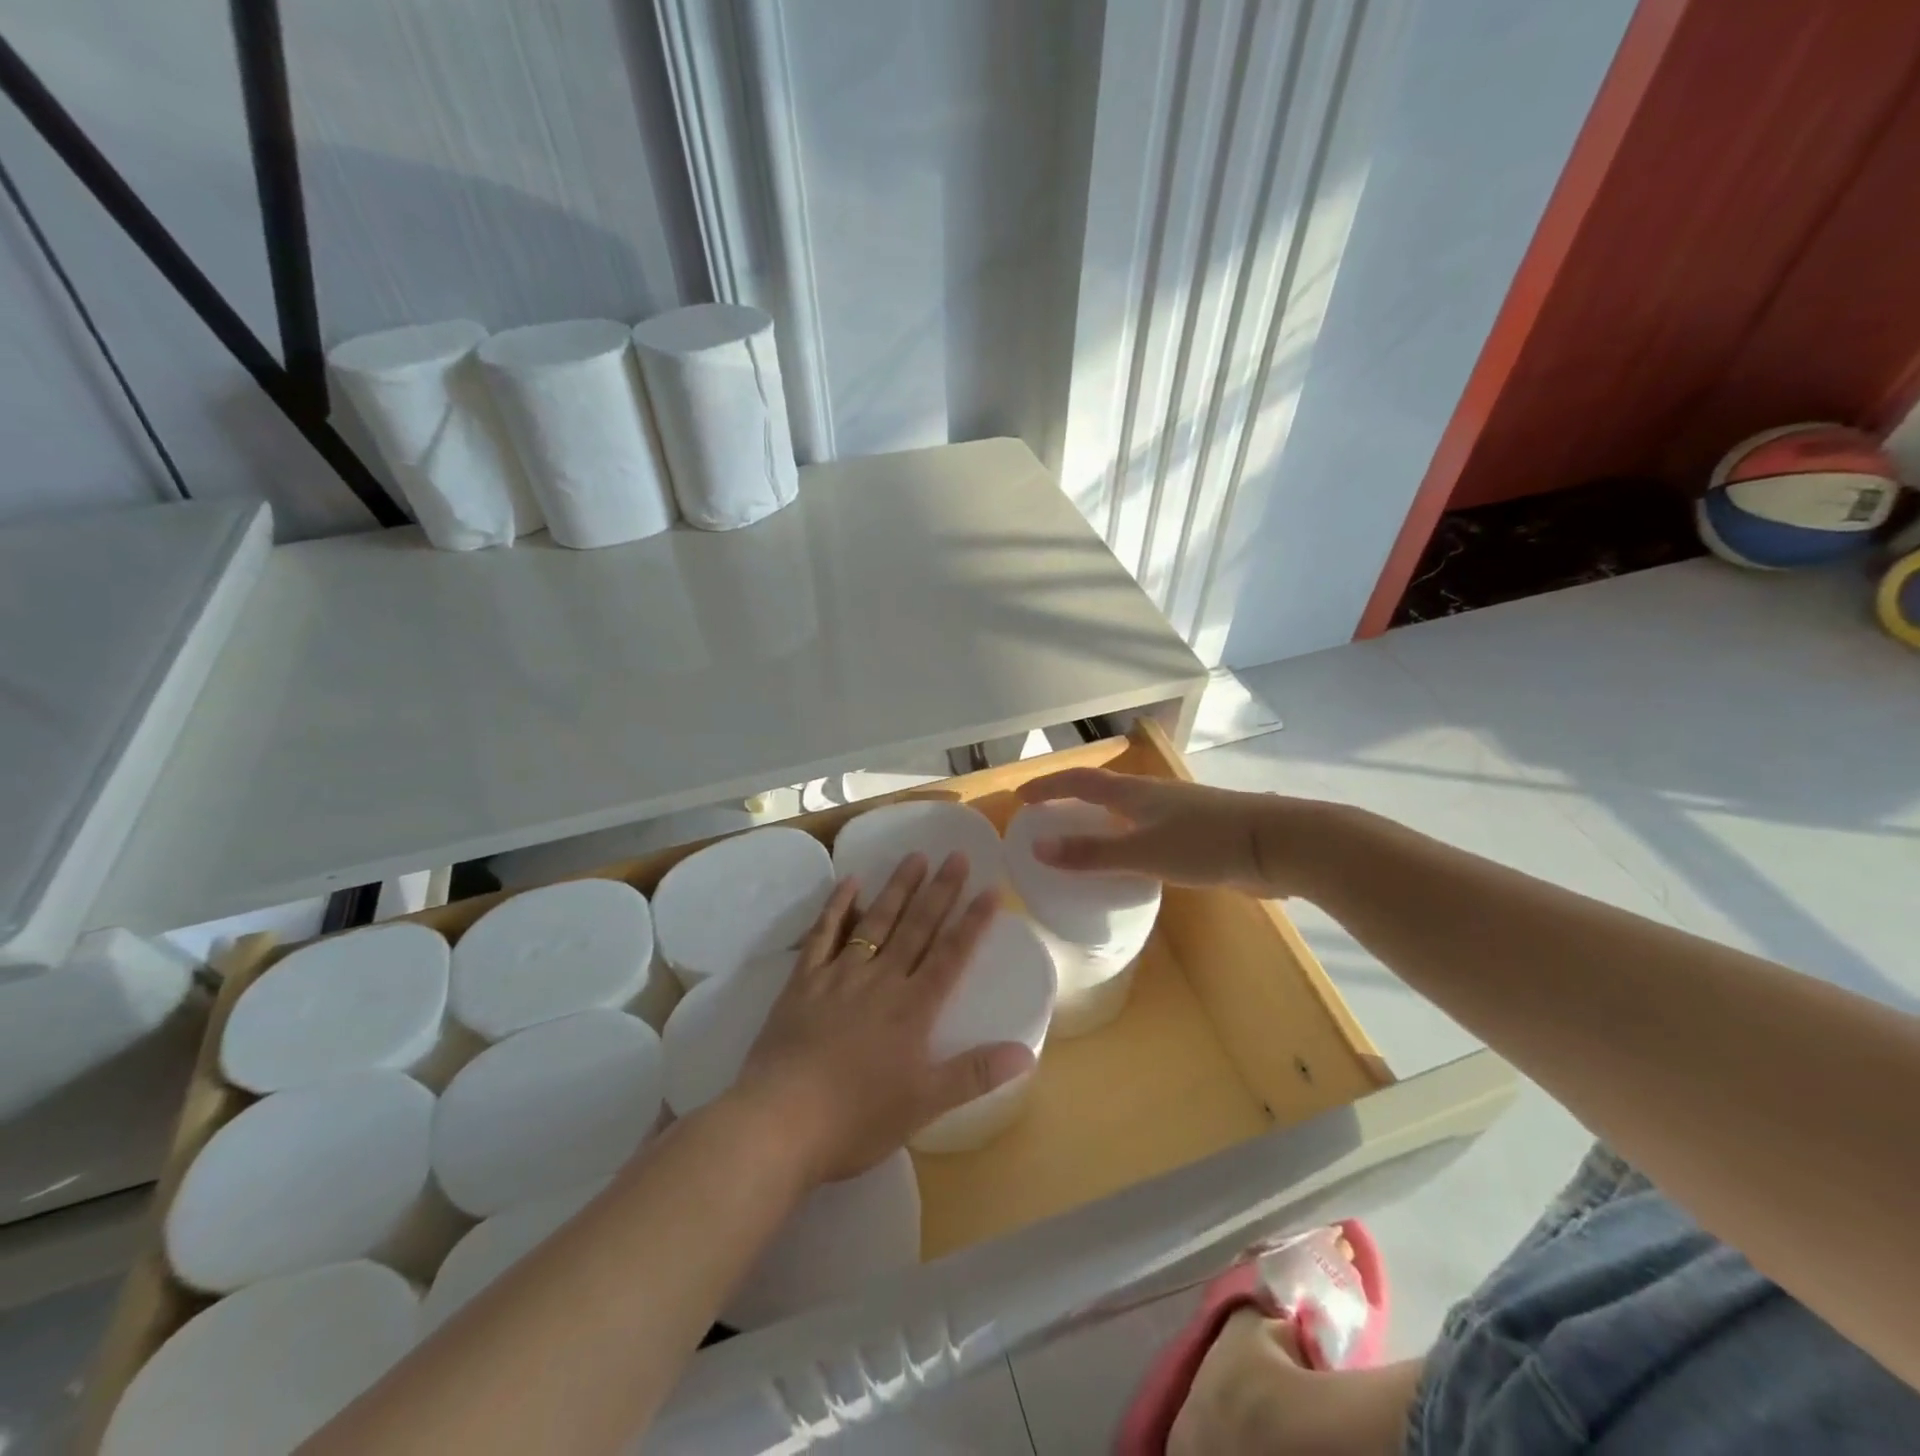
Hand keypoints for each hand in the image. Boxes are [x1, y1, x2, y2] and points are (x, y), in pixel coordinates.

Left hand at [732, 852, 1035, 1183]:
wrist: (779, 1121)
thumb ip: (974, 1075)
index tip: (991, 888)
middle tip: (956, 855)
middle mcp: (880, 980)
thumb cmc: (856, 1119)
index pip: (951, 955)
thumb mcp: (924, 1105)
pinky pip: (823, 934)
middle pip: (917, 927)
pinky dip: (837, 907)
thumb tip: (1027, 1053)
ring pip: (875, 922)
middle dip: (940, 891)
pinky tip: (849, 882)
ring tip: (915, 856)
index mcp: (912, 1008)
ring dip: (897, 889)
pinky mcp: (803, 981)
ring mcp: (839, 976)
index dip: (973, 921)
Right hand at [1018, 768, 1326, 895]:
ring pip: (1128, 812)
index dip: (1048, 786)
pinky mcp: (1198, 835)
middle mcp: (1153, 796)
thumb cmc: (1207, 843)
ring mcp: (1178, 814)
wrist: (1278, 845)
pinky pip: (1148, 832)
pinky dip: (1126, 840)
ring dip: (1100, 820)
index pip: (1080, 782)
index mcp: (1135, 792)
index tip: (1020, 797)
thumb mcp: (1143, 852)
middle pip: (1103, 791)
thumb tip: (1037, 849)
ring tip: (1082, 842)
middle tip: (1046, 819)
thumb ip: (1091, 854)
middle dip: (1071, 801)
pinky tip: (1131, 864)